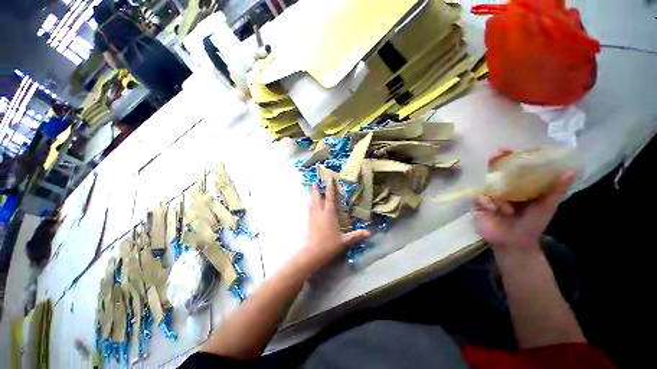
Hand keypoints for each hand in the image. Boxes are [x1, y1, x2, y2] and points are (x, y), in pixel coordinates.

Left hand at [303, 178, 369, 269]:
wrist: (314, 253)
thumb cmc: (330, 244)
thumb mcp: (345, 240)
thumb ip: (356, 235)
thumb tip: (369, 233)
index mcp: (329, 214)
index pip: (330, 197)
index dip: (330, 187)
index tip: (329, 178)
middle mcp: (320, 213)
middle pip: (317, 198)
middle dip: (316, 189)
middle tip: (314, 182)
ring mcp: (313, 217)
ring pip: (312, 203)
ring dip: (311, 195)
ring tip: (310, 189)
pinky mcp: (309, 222)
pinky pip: (309, 210)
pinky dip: (309, 205)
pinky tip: (308, 204)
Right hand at [472, 151, 573, 255]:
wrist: (515, 243)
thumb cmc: (532, 224)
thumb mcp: (546, 207)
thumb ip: (555, 191)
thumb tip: (569, 172)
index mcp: (516, 187)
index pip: (510, 169)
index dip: (507, 158)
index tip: (506, 150)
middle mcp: (500, 189)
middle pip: (493, 172)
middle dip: (493, 163)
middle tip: (496, 156)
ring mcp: (487, 196)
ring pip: (486, 185)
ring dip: (496, 195)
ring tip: (507, 210)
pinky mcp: (477, 205)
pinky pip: (479, 198)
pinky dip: (487, 202)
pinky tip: (494, 211)